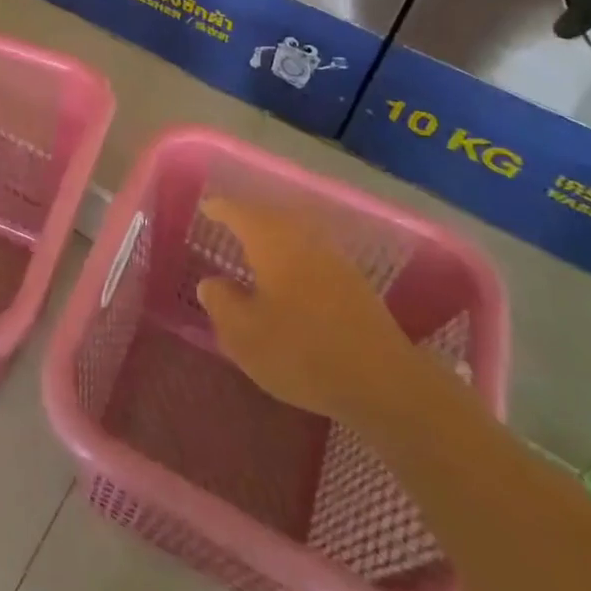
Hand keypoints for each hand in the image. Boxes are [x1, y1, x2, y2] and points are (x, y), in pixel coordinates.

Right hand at [196, 194, 423, 426]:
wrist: (384, 382)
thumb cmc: (302, 351)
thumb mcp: (245, 334)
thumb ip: (221, 303)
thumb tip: (211, 283)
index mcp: (271, 240)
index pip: (238, 212)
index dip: (220, 209)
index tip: (206, 208)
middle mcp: (302, 238)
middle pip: (269, 216)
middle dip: (247, 217)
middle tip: (228, 223)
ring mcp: (332, 258)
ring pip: (294, 234)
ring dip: (273, 236)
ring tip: (255, 248)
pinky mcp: (353, 282)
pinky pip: (311, 253)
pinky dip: (293, 255)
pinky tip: (289, 277)